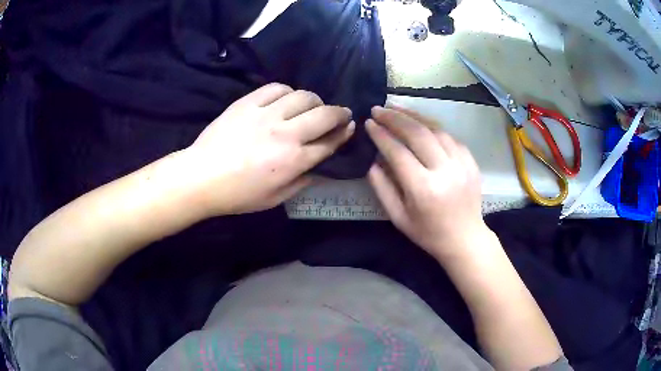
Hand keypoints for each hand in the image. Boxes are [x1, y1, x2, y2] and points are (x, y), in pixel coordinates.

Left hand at [183, 83, 354, 215]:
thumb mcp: (275, 199)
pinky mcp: (248, 102)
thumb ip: (302, 182)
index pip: (330, 142)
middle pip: (324, 115)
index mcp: (294, 160)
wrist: (201, 177)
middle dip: (339, 113)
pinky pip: (276, 87)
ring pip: (304, 96)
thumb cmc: (238, 194)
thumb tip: (318, 167)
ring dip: (315, 100)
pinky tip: (286, 98)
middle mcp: (286, 133)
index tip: (349, 127)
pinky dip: (288, 91)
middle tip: (341, 113)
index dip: (343, 134)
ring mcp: (266, 114)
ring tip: (313, 105)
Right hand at [366, 106, 490, 261]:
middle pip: (417, 133)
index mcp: (424, 189)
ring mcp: (461, 163)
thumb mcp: (398, 217)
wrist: (465, 238)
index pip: (398, 152)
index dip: (381, 135)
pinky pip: (449, 136)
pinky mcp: (471, 161)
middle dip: (395, 118)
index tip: (369, 123)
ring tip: (396, 109)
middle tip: (378, 109)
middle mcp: (445, 171)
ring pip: (435, 129)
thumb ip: (382, 187)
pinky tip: (420, 123)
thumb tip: (372, 160)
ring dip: (413, 116)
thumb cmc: (428, 233)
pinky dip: (432, 126)